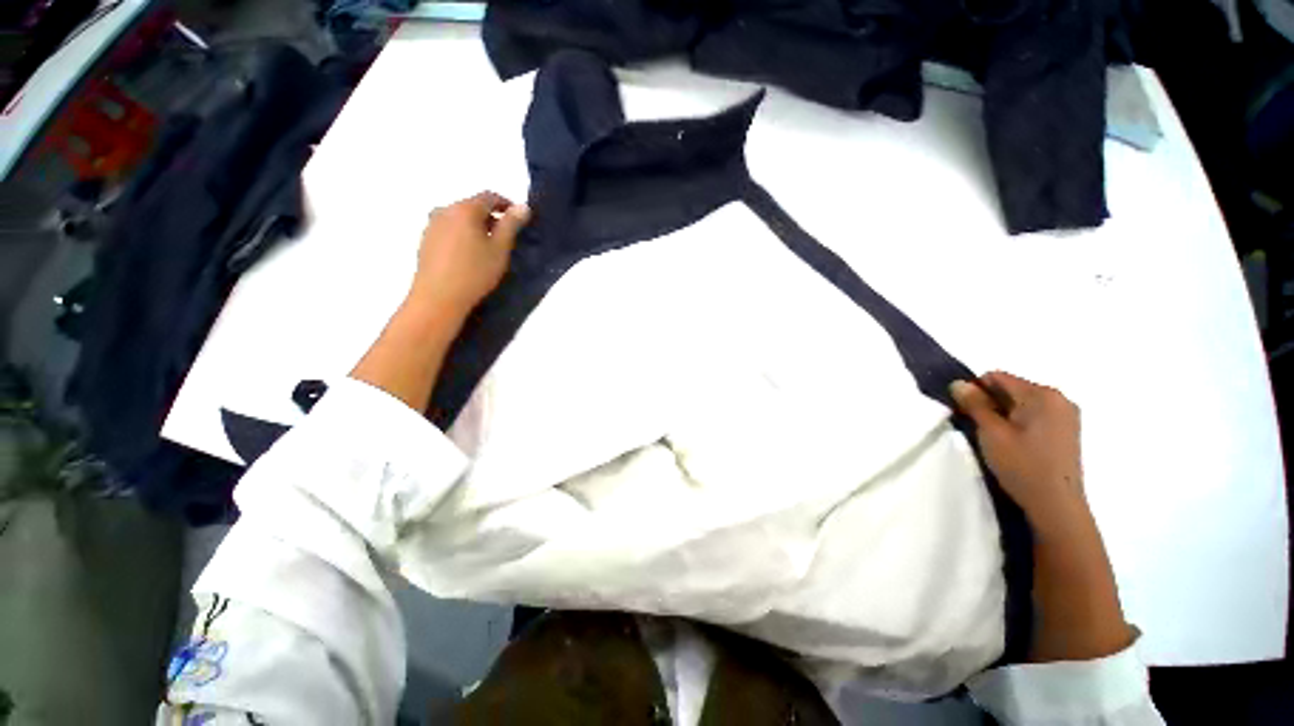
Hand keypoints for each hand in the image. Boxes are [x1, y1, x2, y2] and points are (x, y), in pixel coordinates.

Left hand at [409, 191, 529, 317]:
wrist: (438, 297)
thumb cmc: (475, 272)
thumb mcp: (500, 249)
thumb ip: (511, 225)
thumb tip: (523, 206)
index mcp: (465, 209)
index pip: (489, 196)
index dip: (506, 204)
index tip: (519, 219)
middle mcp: (445, 210)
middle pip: (473, 206)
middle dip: (491, 217)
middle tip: (506, 237)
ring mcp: (432, 225)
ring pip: (460, 218)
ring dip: (476, 226)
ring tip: (488, 248)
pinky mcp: (426, 240)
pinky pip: (450, 229)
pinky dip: (463, 235)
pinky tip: (470, 254)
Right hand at [950, 372, 1085, 533]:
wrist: (1056, 505)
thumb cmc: (1022, 465)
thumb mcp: (991, 432)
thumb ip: (974, 404)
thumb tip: (958, 383)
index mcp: (1042, 394)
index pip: (998, 377)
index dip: (975, 390)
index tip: (965, 412)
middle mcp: (1059, 398)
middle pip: (1011, 389)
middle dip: (990, 403)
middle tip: (978, 427)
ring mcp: (1066, 416)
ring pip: (1022, 403)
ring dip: (1003, 414)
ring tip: (995, 438)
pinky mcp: (1067, 431)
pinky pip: (1034, 415)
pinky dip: (1018, 423)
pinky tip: (1013, 444)